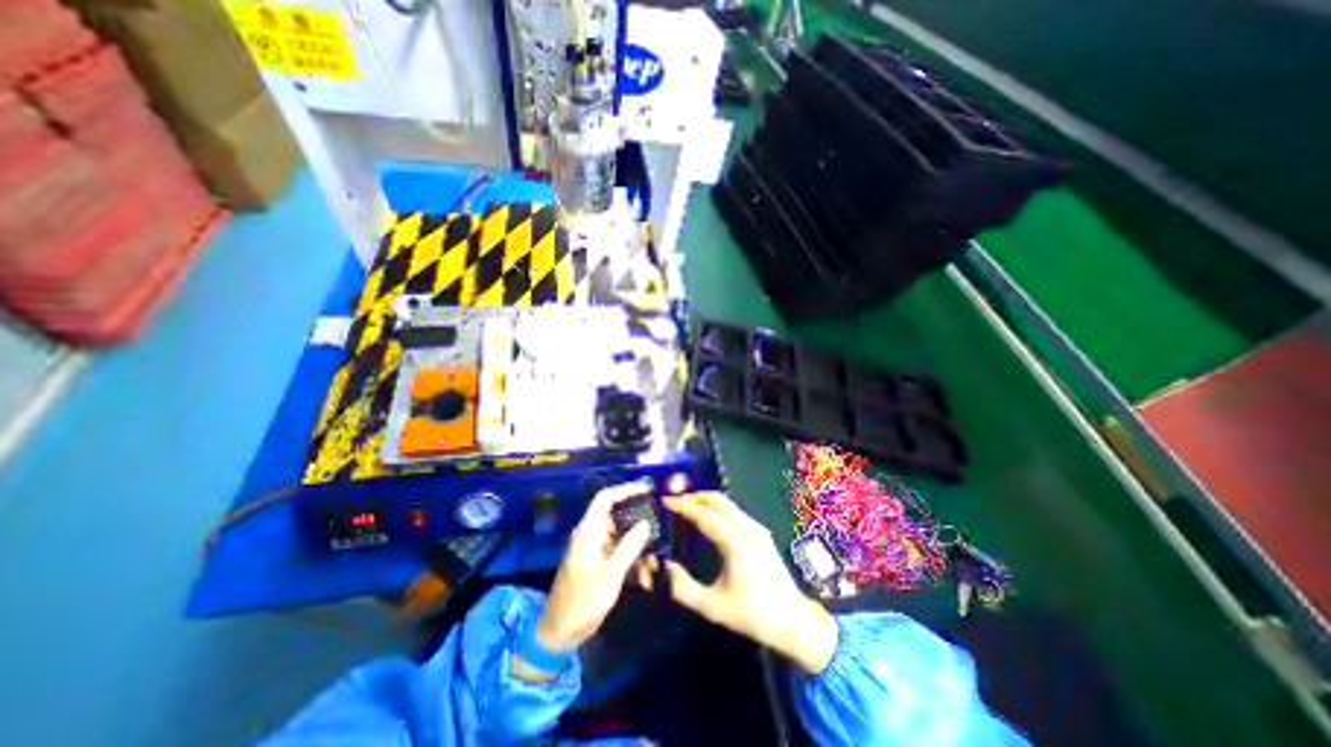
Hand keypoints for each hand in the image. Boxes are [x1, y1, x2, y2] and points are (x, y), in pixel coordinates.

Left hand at [534, 485, 654, 652]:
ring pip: (621, 534)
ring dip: (637, 542)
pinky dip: (632, 556)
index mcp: (588, 531)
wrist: (559, 633)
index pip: (606, 498)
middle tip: (659, 523)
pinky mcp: (598, 561)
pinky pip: (619, 550)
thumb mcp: (610, 575)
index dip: (625, 489)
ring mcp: (594, 548)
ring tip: (655, 555)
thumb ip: (629, 546)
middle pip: (616, 514)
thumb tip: (646, 522)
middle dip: (638, 519)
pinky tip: (646, 571)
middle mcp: (591, 534)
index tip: (647, 489)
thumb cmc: (582, 602)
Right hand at [651, 494, 835, 674]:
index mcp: (735, 542)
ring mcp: (757, 528)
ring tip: (688, 508)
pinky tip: (709, 519)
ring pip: (728, 504)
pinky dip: (718, 509)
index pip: (704, 514)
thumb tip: (666, 566)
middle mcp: (747, 528)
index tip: (666, 500)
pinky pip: (735, 512)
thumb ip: (684, 588)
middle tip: (676, 500)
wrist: (792, 620)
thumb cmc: (751, 614)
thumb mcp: (712, 606)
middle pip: (718, 500)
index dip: (683, 505)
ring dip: (707, 501)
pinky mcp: (762, 533)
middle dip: (695, 496)